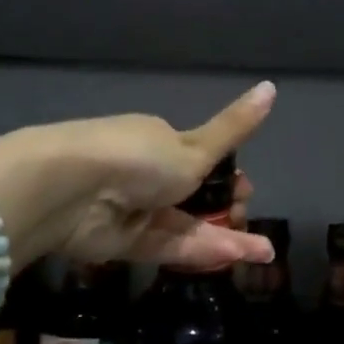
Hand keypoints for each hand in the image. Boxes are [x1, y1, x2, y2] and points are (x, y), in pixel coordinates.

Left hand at [0, 81, 278, 270]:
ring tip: (263, 252)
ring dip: (225, 237)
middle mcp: (147, 175)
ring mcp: (136, 210)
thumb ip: (235, 128)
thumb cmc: (138, 157)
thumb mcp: (195, 146)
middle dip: (227, 210)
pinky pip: (170, 247)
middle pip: (194, 197)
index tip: (247, 190)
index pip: (200, 160)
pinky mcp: (125, 244)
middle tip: (249, 219)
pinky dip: (202, 251)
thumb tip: (272, 85)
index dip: (228, 177)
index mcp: (160, 141)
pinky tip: (238, 258)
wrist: (71, 188)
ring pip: (187, 226)